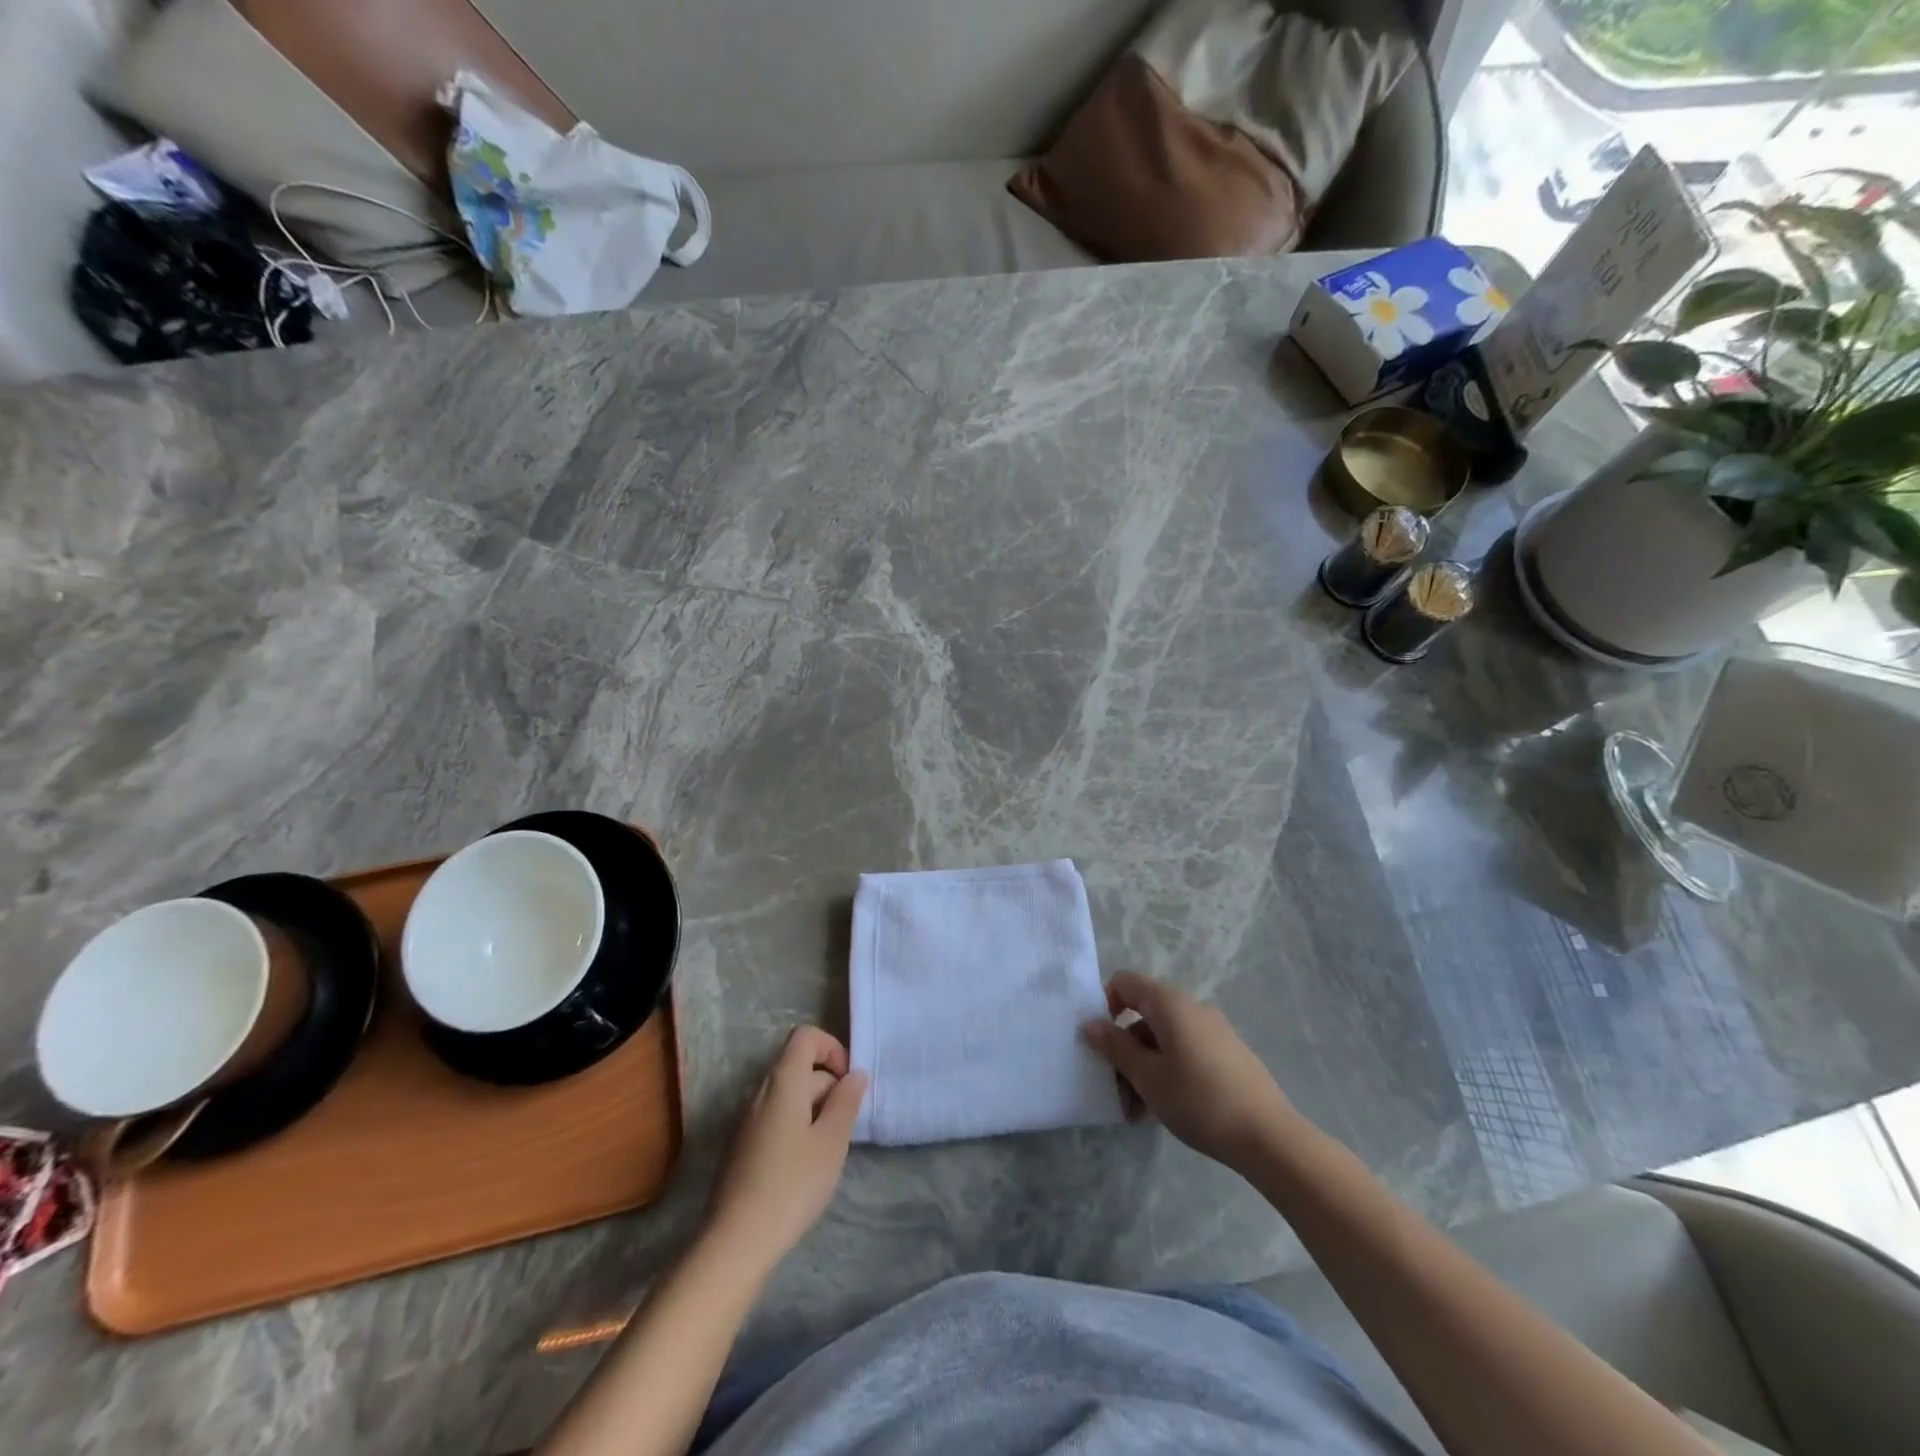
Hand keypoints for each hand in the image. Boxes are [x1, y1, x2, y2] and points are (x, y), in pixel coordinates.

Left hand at [705, 1027, 866, 1270]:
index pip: (805, 1037)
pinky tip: (805, 1166)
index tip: (848, 1082)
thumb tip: (855, 1074)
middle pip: (798, 1066)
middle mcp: (760, 1092)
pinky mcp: (742, 1146)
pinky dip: (797, 1127)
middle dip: (828, 1085)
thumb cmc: (791, 1185)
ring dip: (814, 1109)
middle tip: (846, 1125)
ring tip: (829, 1149)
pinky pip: (775, 1118)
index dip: (832, 1048)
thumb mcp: (831, 1143)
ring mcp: (747, 1120)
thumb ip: (846, 1102)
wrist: (735, 1242)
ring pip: (788, 1095)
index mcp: (782, 1082)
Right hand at [1081, 972, 1293, 1171]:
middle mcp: (1192, 1007)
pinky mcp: (1227, 1054)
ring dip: (1143, 1067)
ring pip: (1163, 1039)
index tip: (1100, 1043)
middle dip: (1124, 1049)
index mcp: (1170, 1003)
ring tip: (1137, 1112)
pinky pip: (1184, 1051)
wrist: (1269, 1137)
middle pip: (1143, 1015)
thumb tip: (1089, 1023)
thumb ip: (1115, 1047)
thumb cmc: (1199, 1101)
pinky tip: (1165, 1109)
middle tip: (1116, 1089)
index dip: (1105, 1006)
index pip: (1125, 983)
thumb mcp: (1147, 1077)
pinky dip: (1167, 1071)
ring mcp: (1213, 1031)